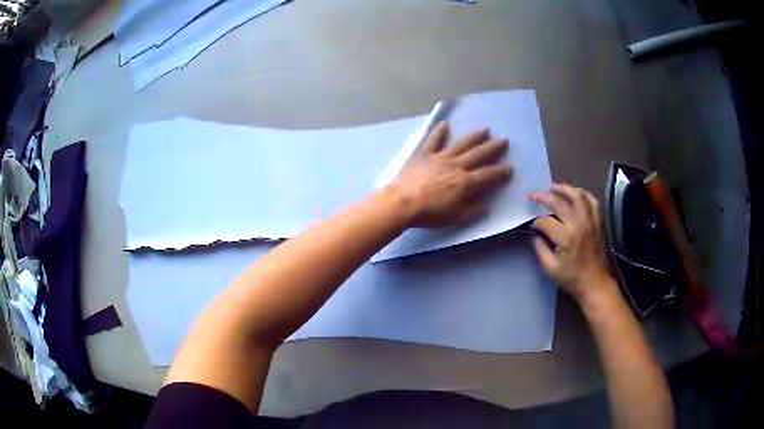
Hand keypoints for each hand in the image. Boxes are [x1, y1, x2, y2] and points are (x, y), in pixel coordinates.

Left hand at [391, 121, 511, 227]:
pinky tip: (444, 124)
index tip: (509, 166)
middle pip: (478, 154)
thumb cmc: (430, 213)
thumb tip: (486, 205)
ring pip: (460, 144)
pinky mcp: (424, 154)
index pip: (487, 175)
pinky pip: (433, 140)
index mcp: (465, 182)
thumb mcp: (455, 217)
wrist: (402, 202)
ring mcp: (440, 157)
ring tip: (485, 129)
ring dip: (474, 136)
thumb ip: (472, 210)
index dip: (500, 171)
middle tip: (503, 139)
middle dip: (492, 147)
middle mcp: (456, 166)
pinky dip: (438, 132)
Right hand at [529, 184, 613, 301]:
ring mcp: (590, 220)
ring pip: (577, 195)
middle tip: (533, 194)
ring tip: (553, 187)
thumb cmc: (572, 278)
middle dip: (543, 196)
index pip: (545, 220)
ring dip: (564, 188)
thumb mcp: (550, 268)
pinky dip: (583, 194)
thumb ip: (540, 248)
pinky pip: (592, 201)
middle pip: (559, 201)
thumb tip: (536, 234)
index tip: (532, 226)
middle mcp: (578, 223)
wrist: (595, 283)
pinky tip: (575, 194)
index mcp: (566, 237)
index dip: (535, 222)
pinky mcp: (598, 221)